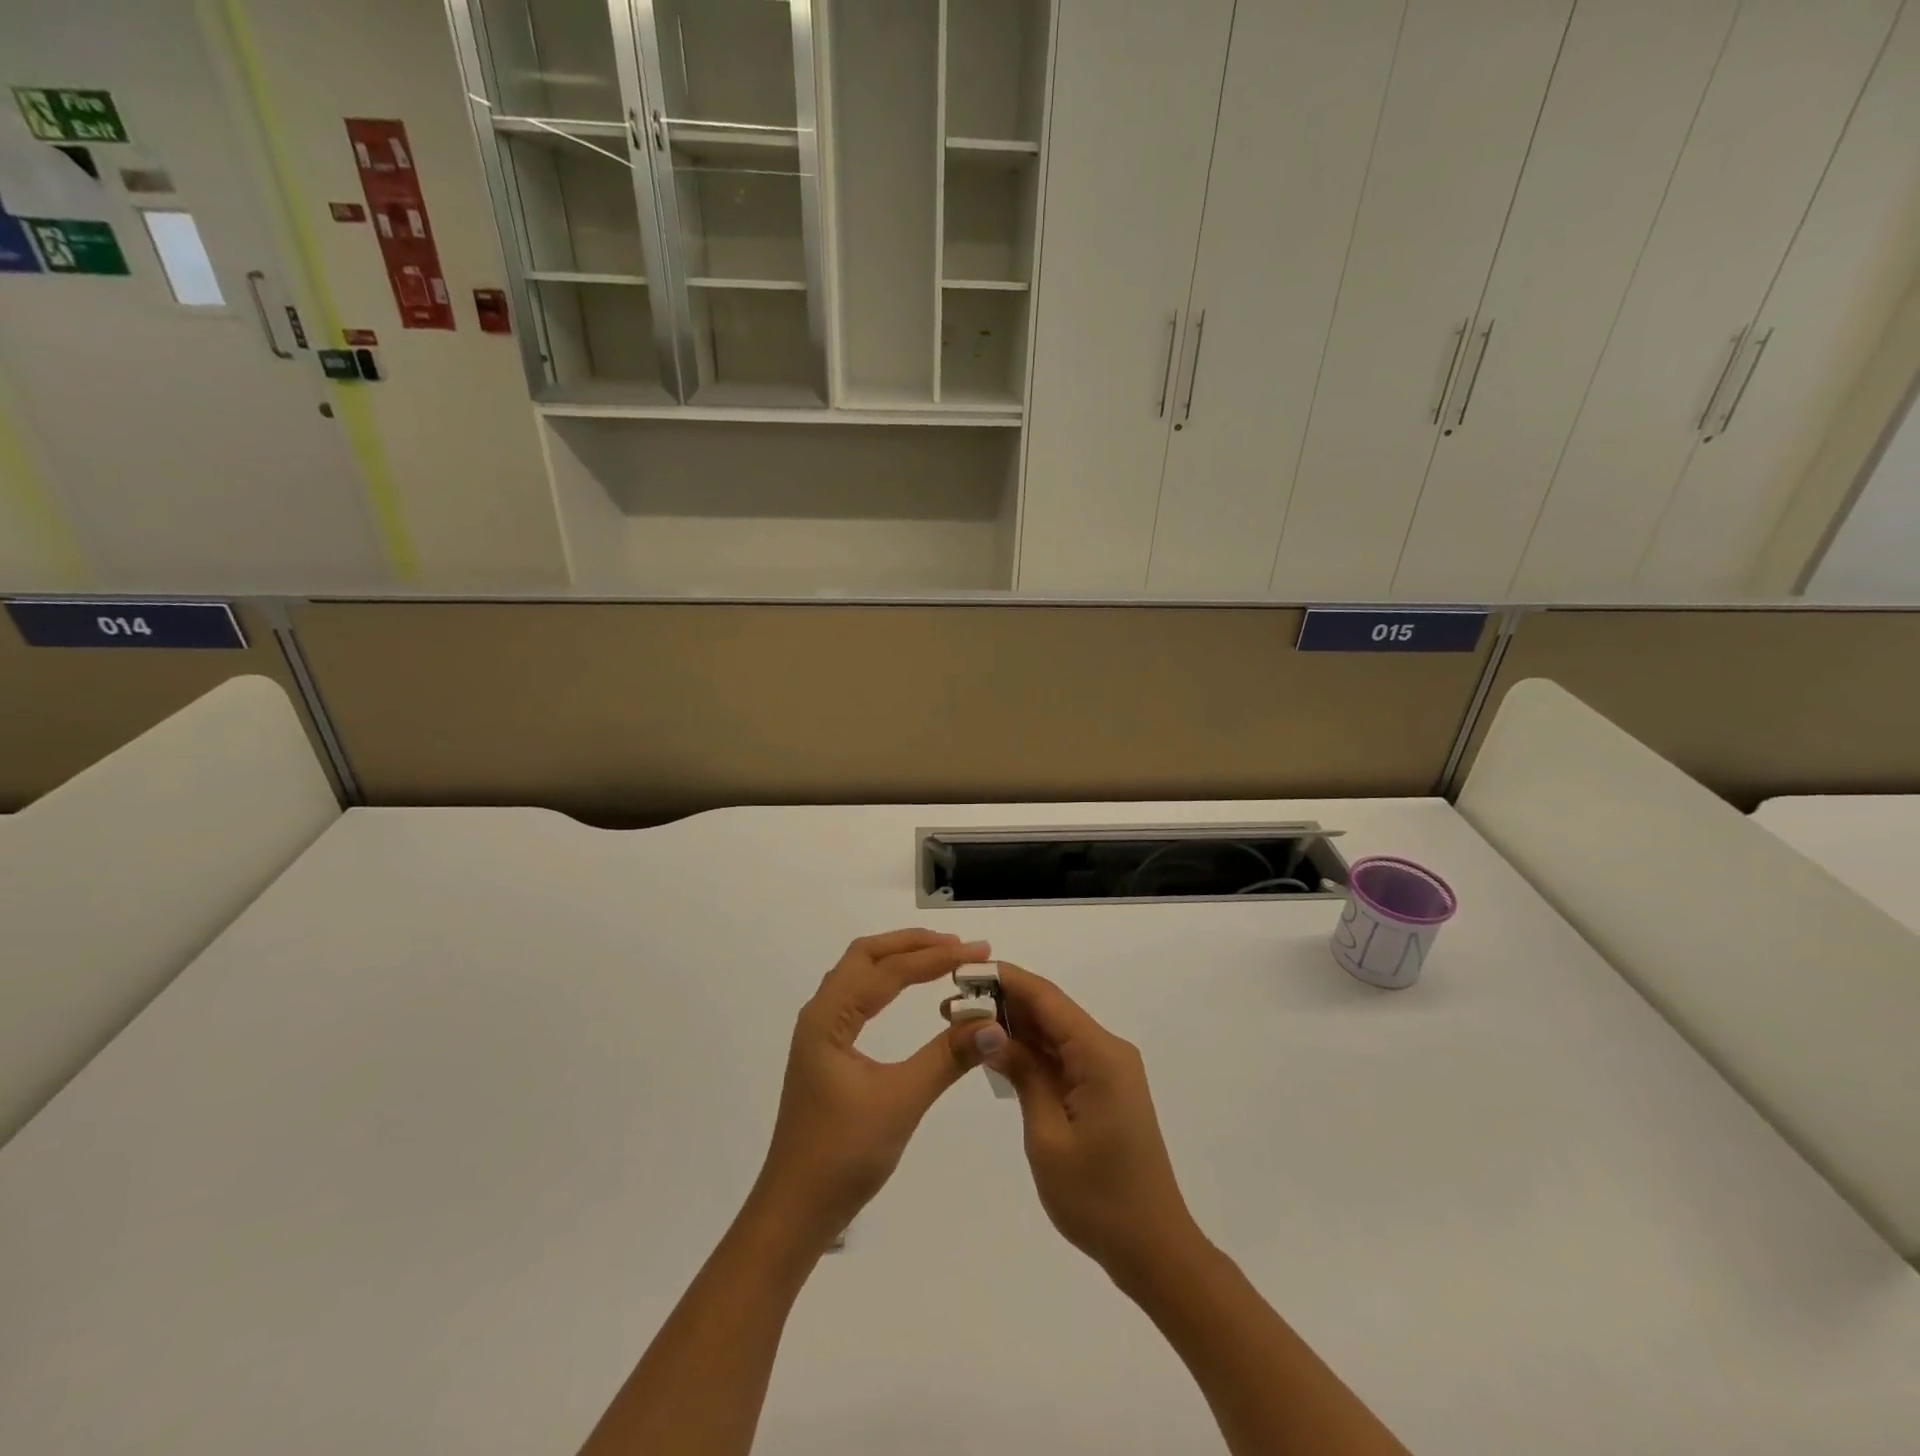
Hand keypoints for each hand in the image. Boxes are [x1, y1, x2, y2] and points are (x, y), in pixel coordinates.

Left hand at [748, 929, 992, 1254]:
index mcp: (828, 1018)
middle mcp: (820, 1014)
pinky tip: (908, 991)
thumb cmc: (843, 1155)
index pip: (887, 971)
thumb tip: (994, 1023)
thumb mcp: (901, 1101)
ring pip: (860, 974)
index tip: (977, 953)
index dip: (934, 957)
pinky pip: (860, 997)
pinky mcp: (828, 1050)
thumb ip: (947, 1057)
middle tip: (960, 947)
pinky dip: (889, 982)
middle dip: (913, 945)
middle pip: (866, 956)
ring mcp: (821, 1032)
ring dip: (899, 959)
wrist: (796, 1211)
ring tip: (942, 958)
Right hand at [976, 963, 1203, 1279]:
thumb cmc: (1097, 1198)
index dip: (1005, 979)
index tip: (963, 972)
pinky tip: (998, 1053)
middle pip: (1051, 1010)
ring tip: (964, 1024)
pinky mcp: (1105, 1089)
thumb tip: (991, 1030)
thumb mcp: (1047, 1136)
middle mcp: (1108, 1051)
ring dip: (1014, 1027)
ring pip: (1055, 1032)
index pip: (1047, 998)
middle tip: (951, 1004)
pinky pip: (1063, 1056)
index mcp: (1100, 1055)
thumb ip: (1022, 1074)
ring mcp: (1109, 1070)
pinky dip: (1031, 1052)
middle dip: (1003, 1002)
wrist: (1154, 1249)